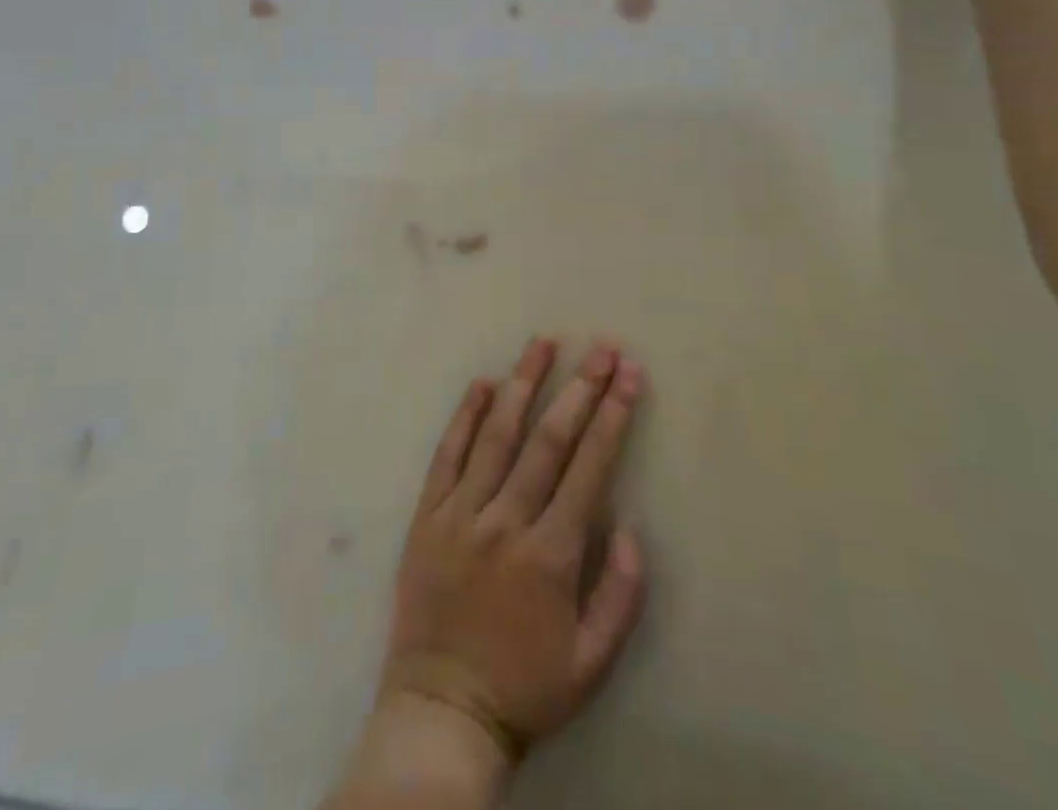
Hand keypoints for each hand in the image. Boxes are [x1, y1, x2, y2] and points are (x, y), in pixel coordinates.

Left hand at [380, 339, 647, 763]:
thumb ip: (622, 595)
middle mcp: (505, 521)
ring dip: (523, 384)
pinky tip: (483, 384)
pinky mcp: (427, 516)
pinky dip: (465, 416)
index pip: (589, 467)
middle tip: (600, 348)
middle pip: (548, 439)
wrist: (442, 713)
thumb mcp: (593, 662)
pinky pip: (447, 455)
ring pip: (497, 435)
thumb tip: (630, 527)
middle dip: (579, 388)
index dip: (613, 416)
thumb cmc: (526, 686)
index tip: (628, 375)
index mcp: (551, 554)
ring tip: (542, 343)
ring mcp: (461, 514)